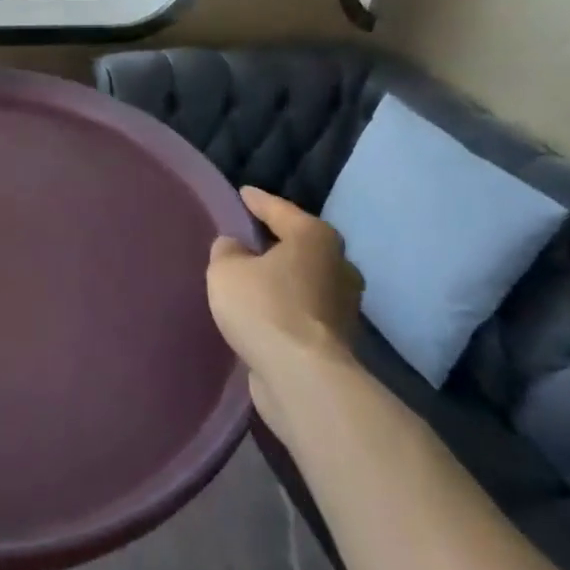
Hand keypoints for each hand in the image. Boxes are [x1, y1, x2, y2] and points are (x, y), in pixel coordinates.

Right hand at [208, 187, 362, 433]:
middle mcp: (337, 264)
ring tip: (253, 277)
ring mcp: (343, 304)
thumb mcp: (226, 270)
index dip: (257, 201)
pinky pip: (303, 309)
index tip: (243, 193)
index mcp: (315, 237)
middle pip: (300, 244)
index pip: (279, 209)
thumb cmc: (264, 308)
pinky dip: (286, 306)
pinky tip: (264, 310)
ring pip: (305, 279)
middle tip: (248, 237)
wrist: (302, 377)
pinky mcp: (337, 338)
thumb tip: (235, 248)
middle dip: (277, 241)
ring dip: (283, 278)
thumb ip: (227, 251)